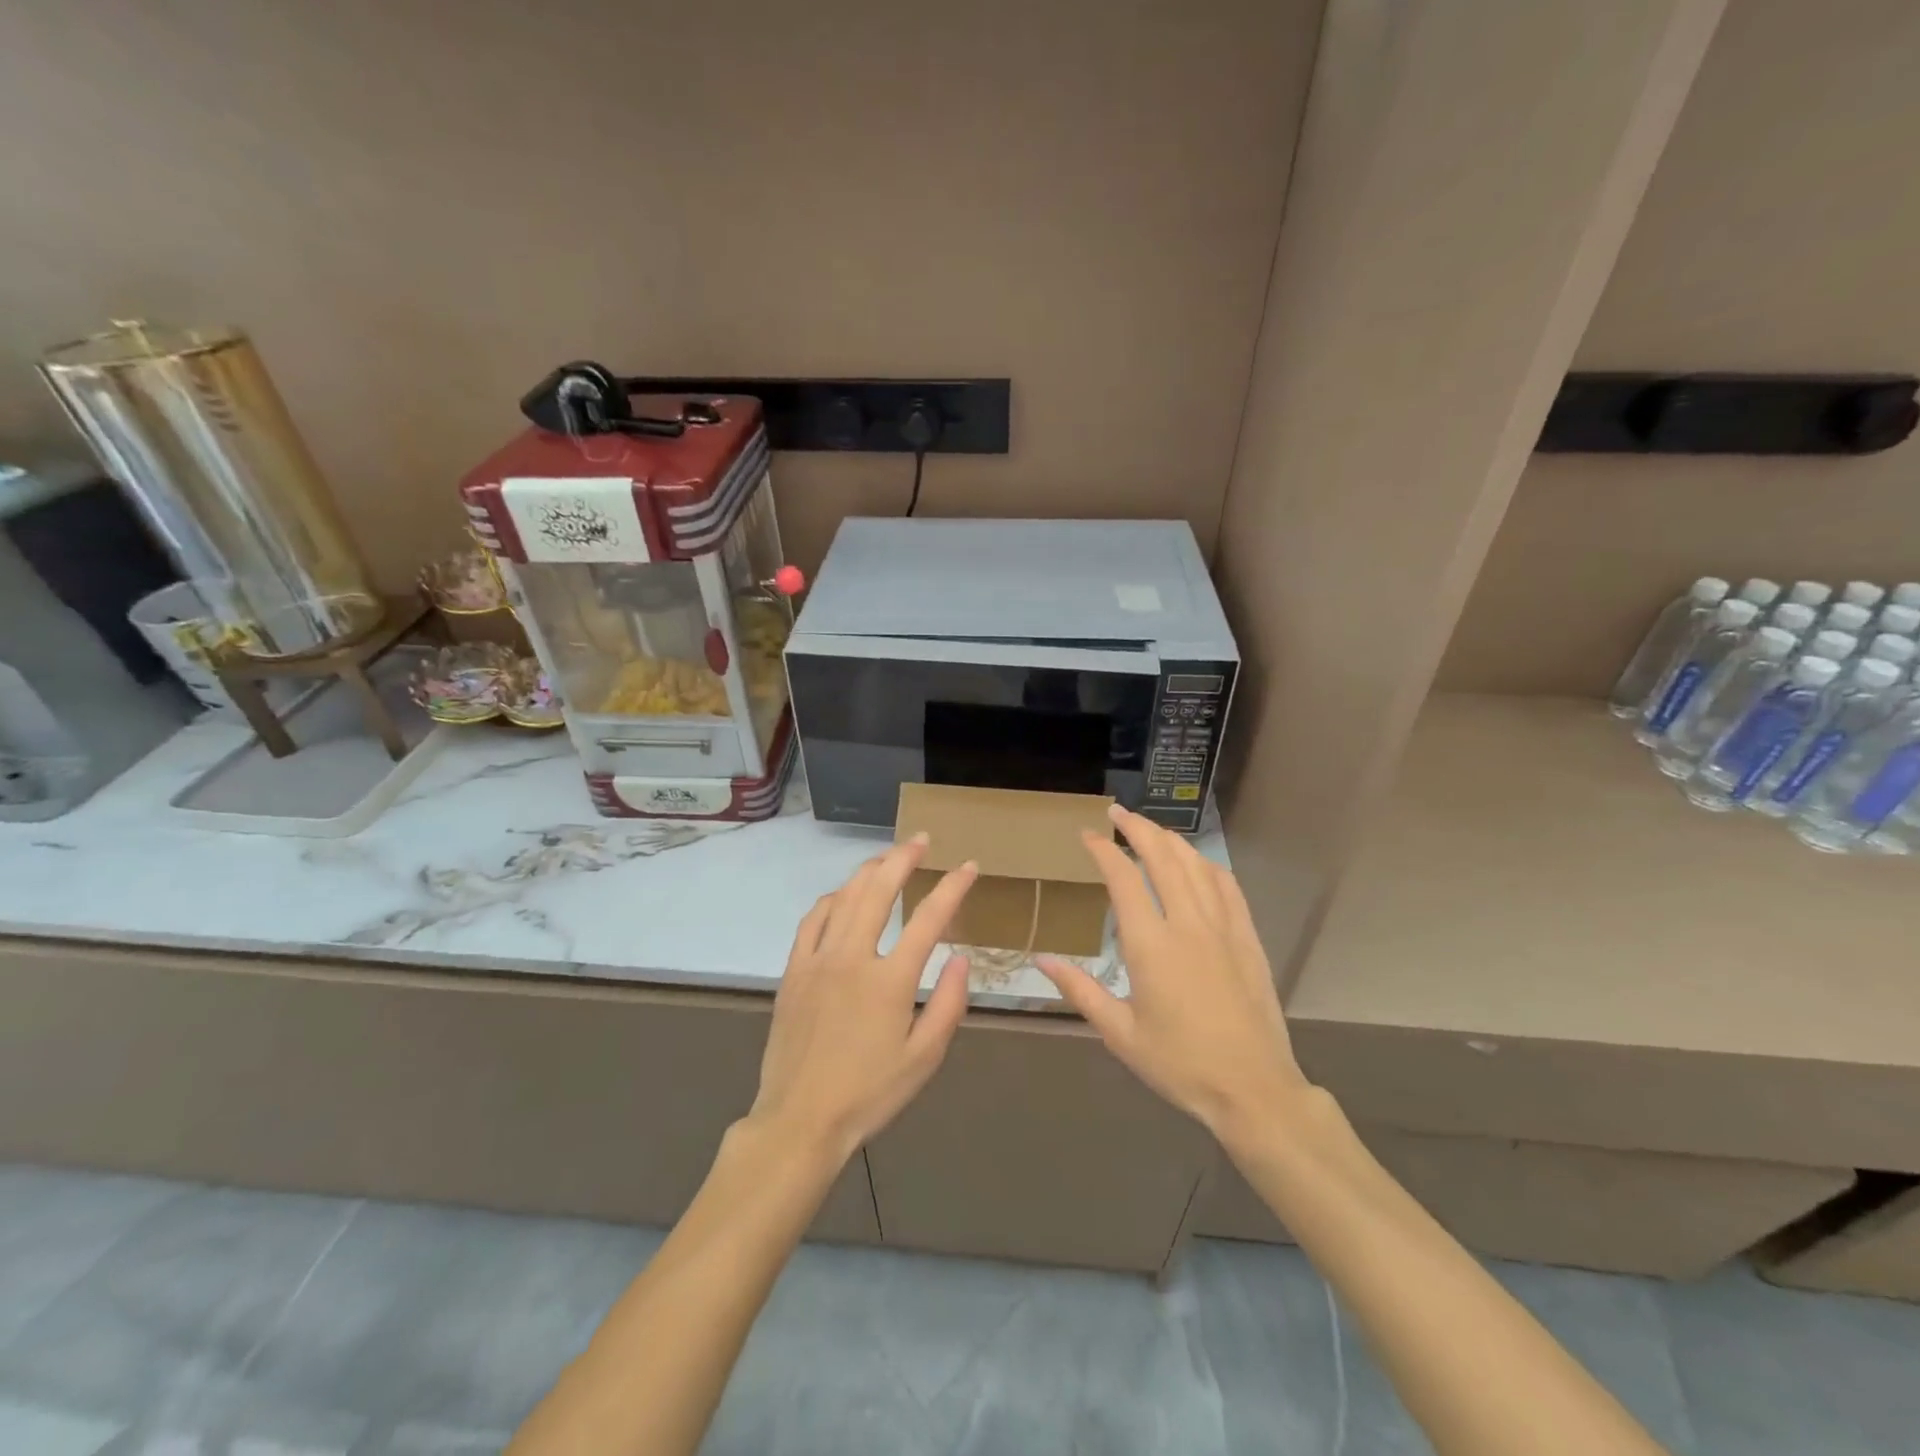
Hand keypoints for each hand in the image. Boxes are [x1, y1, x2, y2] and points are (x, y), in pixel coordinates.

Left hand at [747, 834, 977, 1164]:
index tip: (968, 866)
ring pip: (844, 897)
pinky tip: (842, 895)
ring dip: (868, 870)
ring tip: (887, 857)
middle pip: (879, 890)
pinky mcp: (793, 970)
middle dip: (903, 858)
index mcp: (889, 981)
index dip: (952, 887)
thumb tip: (960, 958)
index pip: (929, 918)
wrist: (799, 1120)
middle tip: (920, 840)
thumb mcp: (923, 1059)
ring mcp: (818, 960)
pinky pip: (812, 920)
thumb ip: (947, 1004)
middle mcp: (853, 957)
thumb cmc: (869, 1094)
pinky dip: (831, 899)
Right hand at [1036, 805, 1308, 1141]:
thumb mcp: (1120, 1034)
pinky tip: (1197, 862)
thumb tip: (1041, 960)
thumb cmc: (1180, 1065)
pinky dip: (1207, 864)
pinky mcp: (1247, 938)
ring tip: (1150, 830)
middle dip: (1137, 828)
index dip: (1103, 850)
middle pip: (1162, 857)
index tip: (1088, 836)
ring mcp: (1222, 927)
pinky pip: (1227, 886)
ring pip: (1195, 865)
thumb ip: (1080, 991)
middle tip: (1117, 814)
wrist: (1253, 1089)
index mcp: (1151, 945)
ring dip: (1170, 840)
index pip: (1123, 878)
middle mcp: (1187, 924)